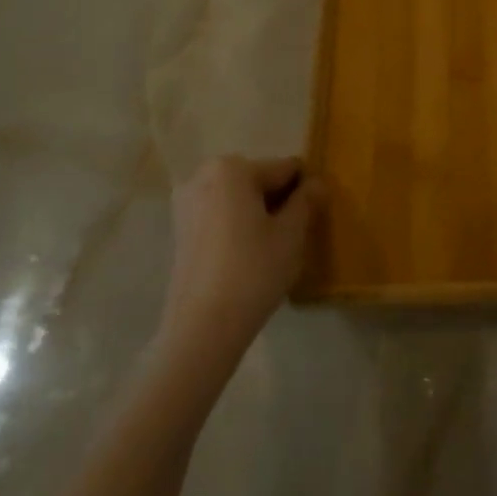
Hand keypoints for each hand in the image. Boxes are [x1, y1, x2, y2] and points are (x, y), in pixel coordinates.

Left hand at [164, 156, 321, 365]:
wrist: (203, 327)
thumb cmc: (253, 270)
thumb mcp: (292, 233)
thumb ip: (307, 201)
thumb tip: (318, 183)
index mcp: (232, 168)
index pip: (284, 169)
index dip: (305, 191)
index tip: (314, 217)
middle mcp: (203, 176)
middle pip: (258, 180)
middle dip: (278, 200)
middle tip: (293, 235)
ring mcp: (186, 203)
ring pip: (238, 199)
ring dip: (258, 214)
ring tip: (272, 248)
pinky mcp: (179, 230)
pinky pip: (220, 216)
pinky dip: (237, 226)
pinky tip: (248, 256)